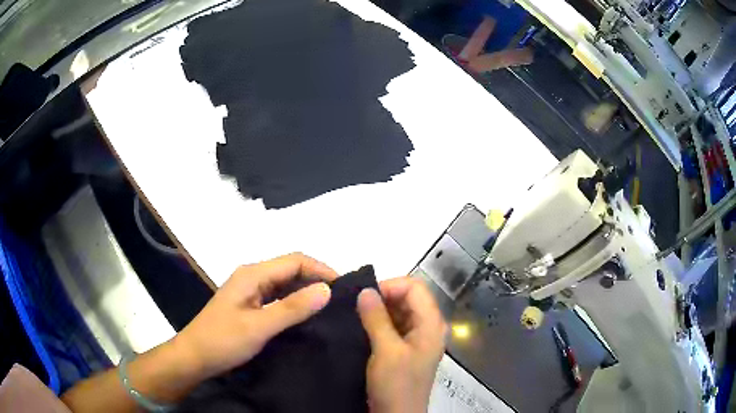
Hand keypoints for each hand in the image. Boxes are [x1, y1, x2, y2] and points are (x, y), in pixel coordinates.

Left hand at [175, 252, 337, 378]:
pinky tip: (307, 317)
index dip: (321, 270)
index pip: (295, 261)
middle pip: (291, 269)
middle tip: (341, 302)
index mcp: (253, 274)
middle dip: (317, 280)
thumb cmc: (223, 340)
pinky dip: (295, 303)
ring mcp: (250, 291)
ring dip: (307, 292)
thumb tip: (327, 290)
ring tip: (330, 309)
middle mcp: (252, 276)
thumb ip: (292, 308)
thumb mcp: (259, 326)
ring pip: (285, 284)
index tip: (344, 289)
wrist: (195, 357)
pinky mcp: (250, 305)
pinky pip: (278, 298)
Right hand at [357, 277, 446, 412]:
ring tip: (355, 315)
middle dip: (382, 297)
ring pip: (400, 311)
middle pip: (408, 297)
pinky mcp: (406, 349)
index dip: (390, 286)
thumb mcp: (386, 350)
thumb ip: (376, 318)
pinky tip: (362, 327)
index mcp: (431, 323)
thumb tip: (365, 290)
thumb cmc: (397, 385)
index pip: (414, 287)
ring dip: (379, 310)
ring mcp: (418, 338)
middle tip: (355, 305)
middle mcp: (428, 326)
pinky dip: (379, 322)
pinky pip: (394, 326)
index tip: (364, 296)